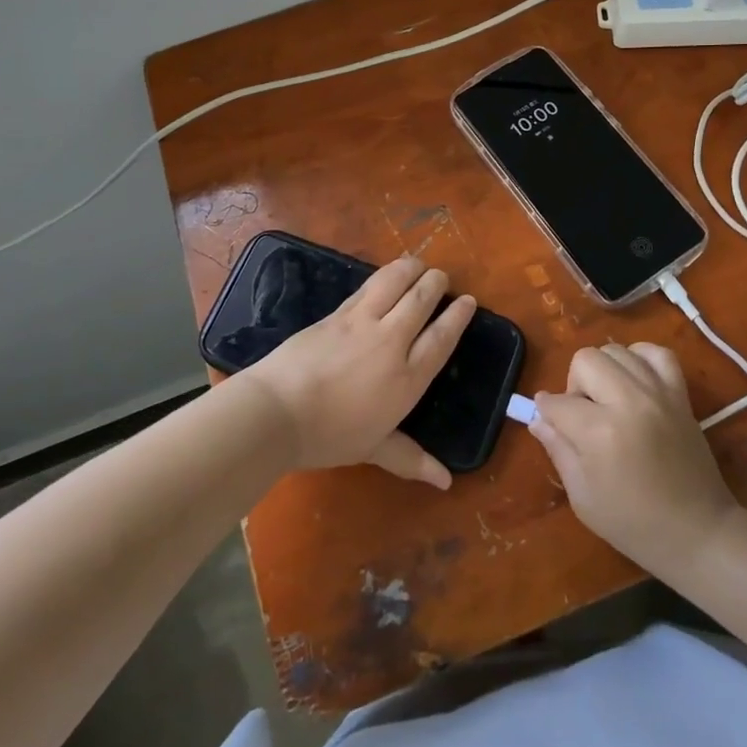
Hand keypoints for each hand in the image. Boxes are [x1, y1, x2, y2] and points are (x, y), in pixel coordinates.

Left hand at [249, 256, 474, 489]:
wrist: (277, 411)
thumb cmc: (328, 436)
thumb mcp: (373, 449)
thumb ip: (410, 458)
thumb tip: (446, 482)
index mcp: (407, 378)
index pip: (441, 339)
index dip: (457, 317)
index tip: (468, 301)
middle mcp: (391, 343)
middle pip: (420, 301)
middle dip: (436, 284)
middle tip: (442, 276)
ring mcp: (361, 323)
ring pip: (394, 283)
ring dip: (410, 269)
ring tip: (418, 265)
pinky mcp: (336, 313)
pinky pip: (366, 288)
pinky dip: (381, 277)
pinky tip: (384, 276)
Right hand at [530, 342, 740, 575]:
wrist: (699, 533)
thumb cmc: (633, 524)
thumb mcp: (582, 497)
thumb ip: (558, 449)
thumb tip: (538, 418)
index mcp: (600, 432)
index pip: (558, 402)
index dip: (547, 412)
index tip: (550, 424)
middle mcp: (628, 401)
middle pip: (585, 360)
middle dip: (574, 384)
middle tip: (584, 416)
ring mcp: (658, 393)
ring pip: (617, 351)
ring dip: (604, 371)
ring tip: (609, 400)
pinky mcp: (680, 394)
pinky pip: (657, 353)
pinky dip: (640, 359)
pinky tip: (635, 382)